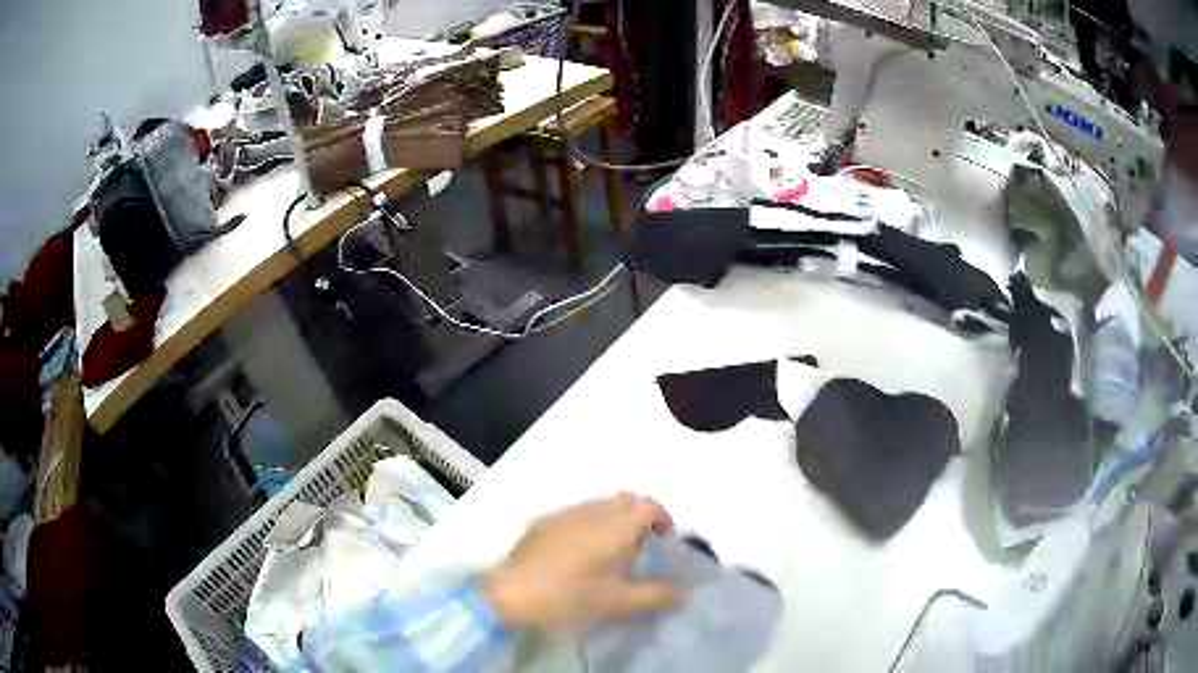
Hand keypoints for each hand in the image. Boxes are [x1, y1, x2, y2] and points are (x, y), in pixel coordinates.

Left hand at [482, 493, 682, 632]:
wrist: (510, 593)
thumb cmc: (568, 597)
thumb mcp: (616, 601)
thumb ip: (654, 595)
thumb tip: (685, 594)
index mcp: (614, 527)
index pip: (649, 505)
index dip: (663, 518)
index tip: (663, 542)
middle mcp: (592, 511)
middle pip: (626, 499)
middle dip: (639, 516)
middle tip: (639, 547)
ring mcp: (564, 513)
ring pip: (601, 503)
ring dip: (614, 518)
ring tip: (610, 551)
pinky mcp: (544, 520)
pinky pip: (577, 511)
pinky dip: (590, 522)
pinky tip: (579, 551)